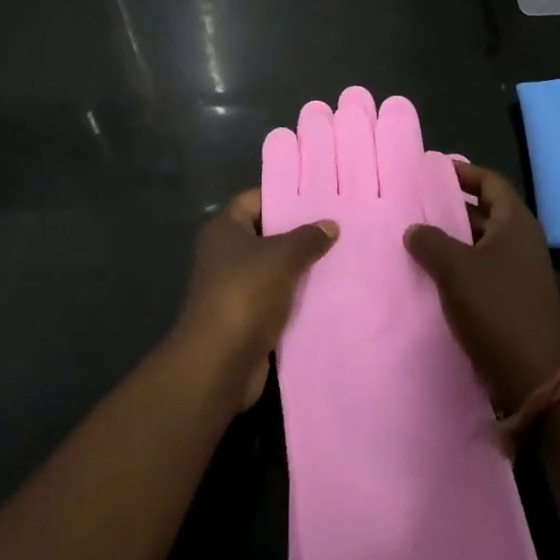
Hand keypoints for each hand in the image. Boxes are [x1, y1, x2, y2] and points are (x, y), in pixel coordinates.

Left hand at [175, 190, 338, 409]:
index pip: (255, 199)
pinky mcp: (246, 318)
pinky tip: (329, 292)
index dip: (284, 196)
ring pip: (274, 268)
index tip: (317, 196)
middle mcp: (226, 254)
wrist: (219, 363)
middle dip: (299, 233)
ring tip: (340, 256)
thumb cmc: (245, 294)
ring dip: (301, 267)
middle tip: (337, 225)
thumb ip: (308, 238)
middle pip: (267, 234)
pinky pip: (277, 298)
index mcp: (225, 229)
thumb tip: (330, 224)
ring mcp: (235, 287)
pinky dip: (297, 296)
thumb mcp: (282, 257)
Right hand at [404, 163, 559, 413]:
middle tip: (415, 203)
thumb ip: (431, 242)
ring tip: (415, 237)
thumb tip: (414, 229)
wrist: (536, 378)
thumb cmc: (497, 309)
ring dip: (452, 240)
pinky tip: (431, 275)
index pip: (491, 182)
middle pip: (485, 212)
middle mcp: (521, 242)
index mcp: (516, 224)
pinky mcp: (512, 301)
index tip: (433, 170)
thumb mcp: (456, 269)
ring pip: (480, 244)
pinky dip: (458, 267)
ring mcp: (519, 273)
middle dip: (451, 207)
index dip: (464, 173)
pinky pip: (481, 271)